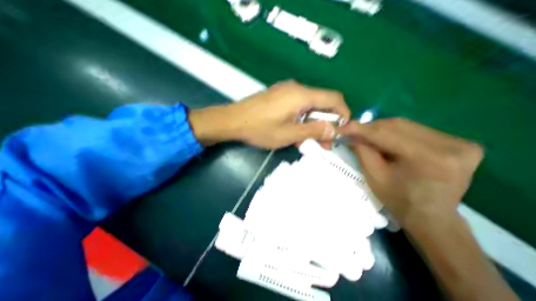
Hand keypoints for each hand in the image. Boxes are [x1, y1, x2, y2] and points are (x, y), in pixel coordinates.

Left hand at [190, 81, 349, 147]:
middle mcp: (296, 89)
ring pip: (309, 107)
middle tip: (324, 143)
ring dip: (313, 124)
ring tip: (309, 141)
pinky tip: (296, 133)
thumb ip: (313, 131)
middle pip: (321, 103)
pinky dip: (302, 120)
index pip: (333, 98)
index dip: (343, 113)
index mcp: (302, 95)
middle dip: (326, 123)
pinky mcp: (279, 97)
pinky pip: (297, 107)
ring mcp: (286, 92)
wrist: (233, 121)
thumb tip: (333, 129)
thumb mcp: (289, 134)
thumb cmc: (260, 129)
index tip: (341, 130)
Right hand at [338, 118, 486, 225]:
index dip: (360, 129)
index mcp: (427, 158)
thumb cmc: (398, 199)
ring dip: (381, 129)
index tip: (342, 128)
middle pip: (397, 125)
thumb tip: (351, 133)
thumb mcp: (374, 176)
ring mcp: (459, 143)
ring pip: (406, 125)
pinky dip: (396, 132)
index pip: (385, 134)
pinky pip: (416, 130)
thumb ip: (362, 151)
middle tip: (353, 132)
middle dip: (370, 128)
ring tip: (367, 136)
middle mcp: (450, 145)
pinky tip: (386, 140)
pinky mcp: (460, 143)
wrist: (431, 216)